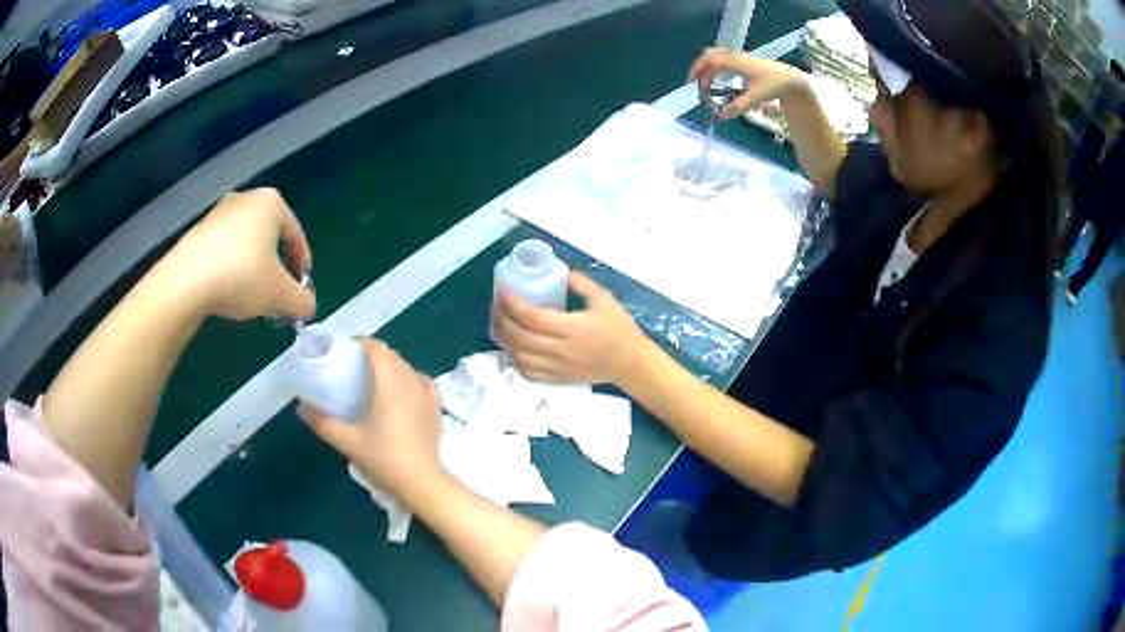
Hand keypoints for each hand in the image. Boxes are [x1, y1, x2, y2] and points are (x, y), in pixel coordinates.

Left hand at [151, 188, 314, 321]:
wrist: (185, 282)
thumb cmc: (240, 276)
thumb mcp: (280, 294)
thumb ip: (302, 300)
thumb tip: (307, 306)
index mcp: (271, 203)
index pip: (296, 235)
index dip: (302, 265)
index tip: (300, 290)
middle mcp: (246, 199)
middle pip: (270, 237)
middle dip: (276, 267)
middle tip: (276, 293)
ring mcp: (219, 212)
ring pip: (246, 243)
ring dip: (253, 268)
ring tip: (250, 296)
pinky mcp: (198, 230)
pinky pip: (224, 249)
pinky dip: (231, 267)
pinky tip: (226, 290)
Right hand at [301, 339, 443, 501]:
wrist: (422, 483)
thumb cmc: (384, 459)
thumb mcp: (348, 442)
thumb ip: (323, 422)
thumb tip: (302, 408)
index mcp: (389, 384)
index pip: (377, 349)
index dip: (360, 343)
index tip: (344, 350)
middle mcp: (411, 382)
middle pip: (392, 356)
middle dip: (373, 354)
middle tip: (353, 366)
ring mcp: (427, 396)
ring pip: (408, 367)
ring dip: (391, 365)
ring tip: (374, 379)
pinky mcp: (437, 410)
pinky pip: (423, 383)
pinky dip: (410, 378)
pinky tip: (403, 390)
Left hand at [492, 272, 649, 383]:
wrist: (630, 364)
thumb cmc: (619, 330)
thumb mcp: (604, 300)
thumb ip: (582, 284)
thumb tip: (561, 271)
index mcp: (572, 328)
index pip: (532, 317)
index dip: (513, 304)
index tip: (504, 292)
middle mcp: (560, 350)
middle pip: (519, 337)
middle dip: (502, 320)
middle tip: (496, 305)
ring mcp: (556, 368)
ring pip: (519, 357)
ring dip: (504, 340)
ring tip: (499, 324)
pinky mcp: (557, 379)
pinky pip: (527, 373)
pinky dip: (514, 360)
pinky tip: (511, 347)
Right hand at [689, 47, 808, 119]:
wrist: (790, 80)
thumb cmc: (773, 86)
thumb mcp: (755, 99)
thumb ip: (737, 107)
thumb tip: (720, 116)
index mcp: (736, 62)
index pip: (710, 60)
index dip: (698, 69)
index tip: (692, 83)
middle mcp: (736, 57)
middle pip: (710, 55)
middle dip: (700, 68)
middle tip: (697, 83)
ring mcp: (740, 58)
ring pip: (717, 57)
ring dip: (709, 69)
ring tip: (707, 84)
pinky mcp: (744, 62)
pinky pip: (724, 61)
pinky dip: (716, 69)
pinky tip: (719, 81)